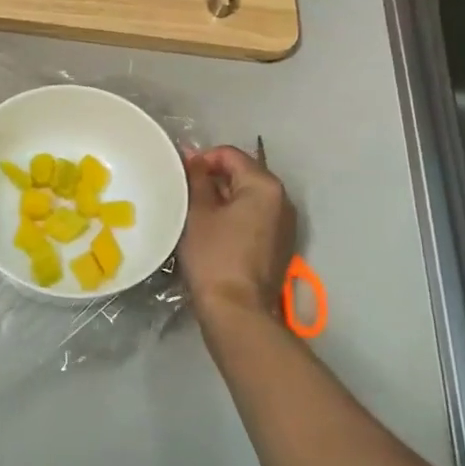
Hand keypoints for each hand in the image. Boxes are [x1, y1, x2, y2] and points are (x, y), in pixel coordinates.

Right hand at [180, 145, 296, 321]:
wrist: (236, 310)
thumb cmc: (214, 255)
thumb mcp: (198, 211)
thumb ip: (196, 177)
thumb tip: (193, 156)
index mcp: (265, 186)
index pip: (230, 155)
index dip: (201, 159)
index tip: (180, 176)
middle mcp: (282, 200)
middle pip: (242, 174)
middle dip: (213, 179)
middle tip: (183, 194)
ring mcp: (284, 225)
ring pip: (247, 198)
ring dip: (222, 199)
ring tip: (194, 212)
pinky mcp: (279, 246)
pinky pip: (254, 218)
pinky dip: (233, 218)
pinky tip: (211, 232)